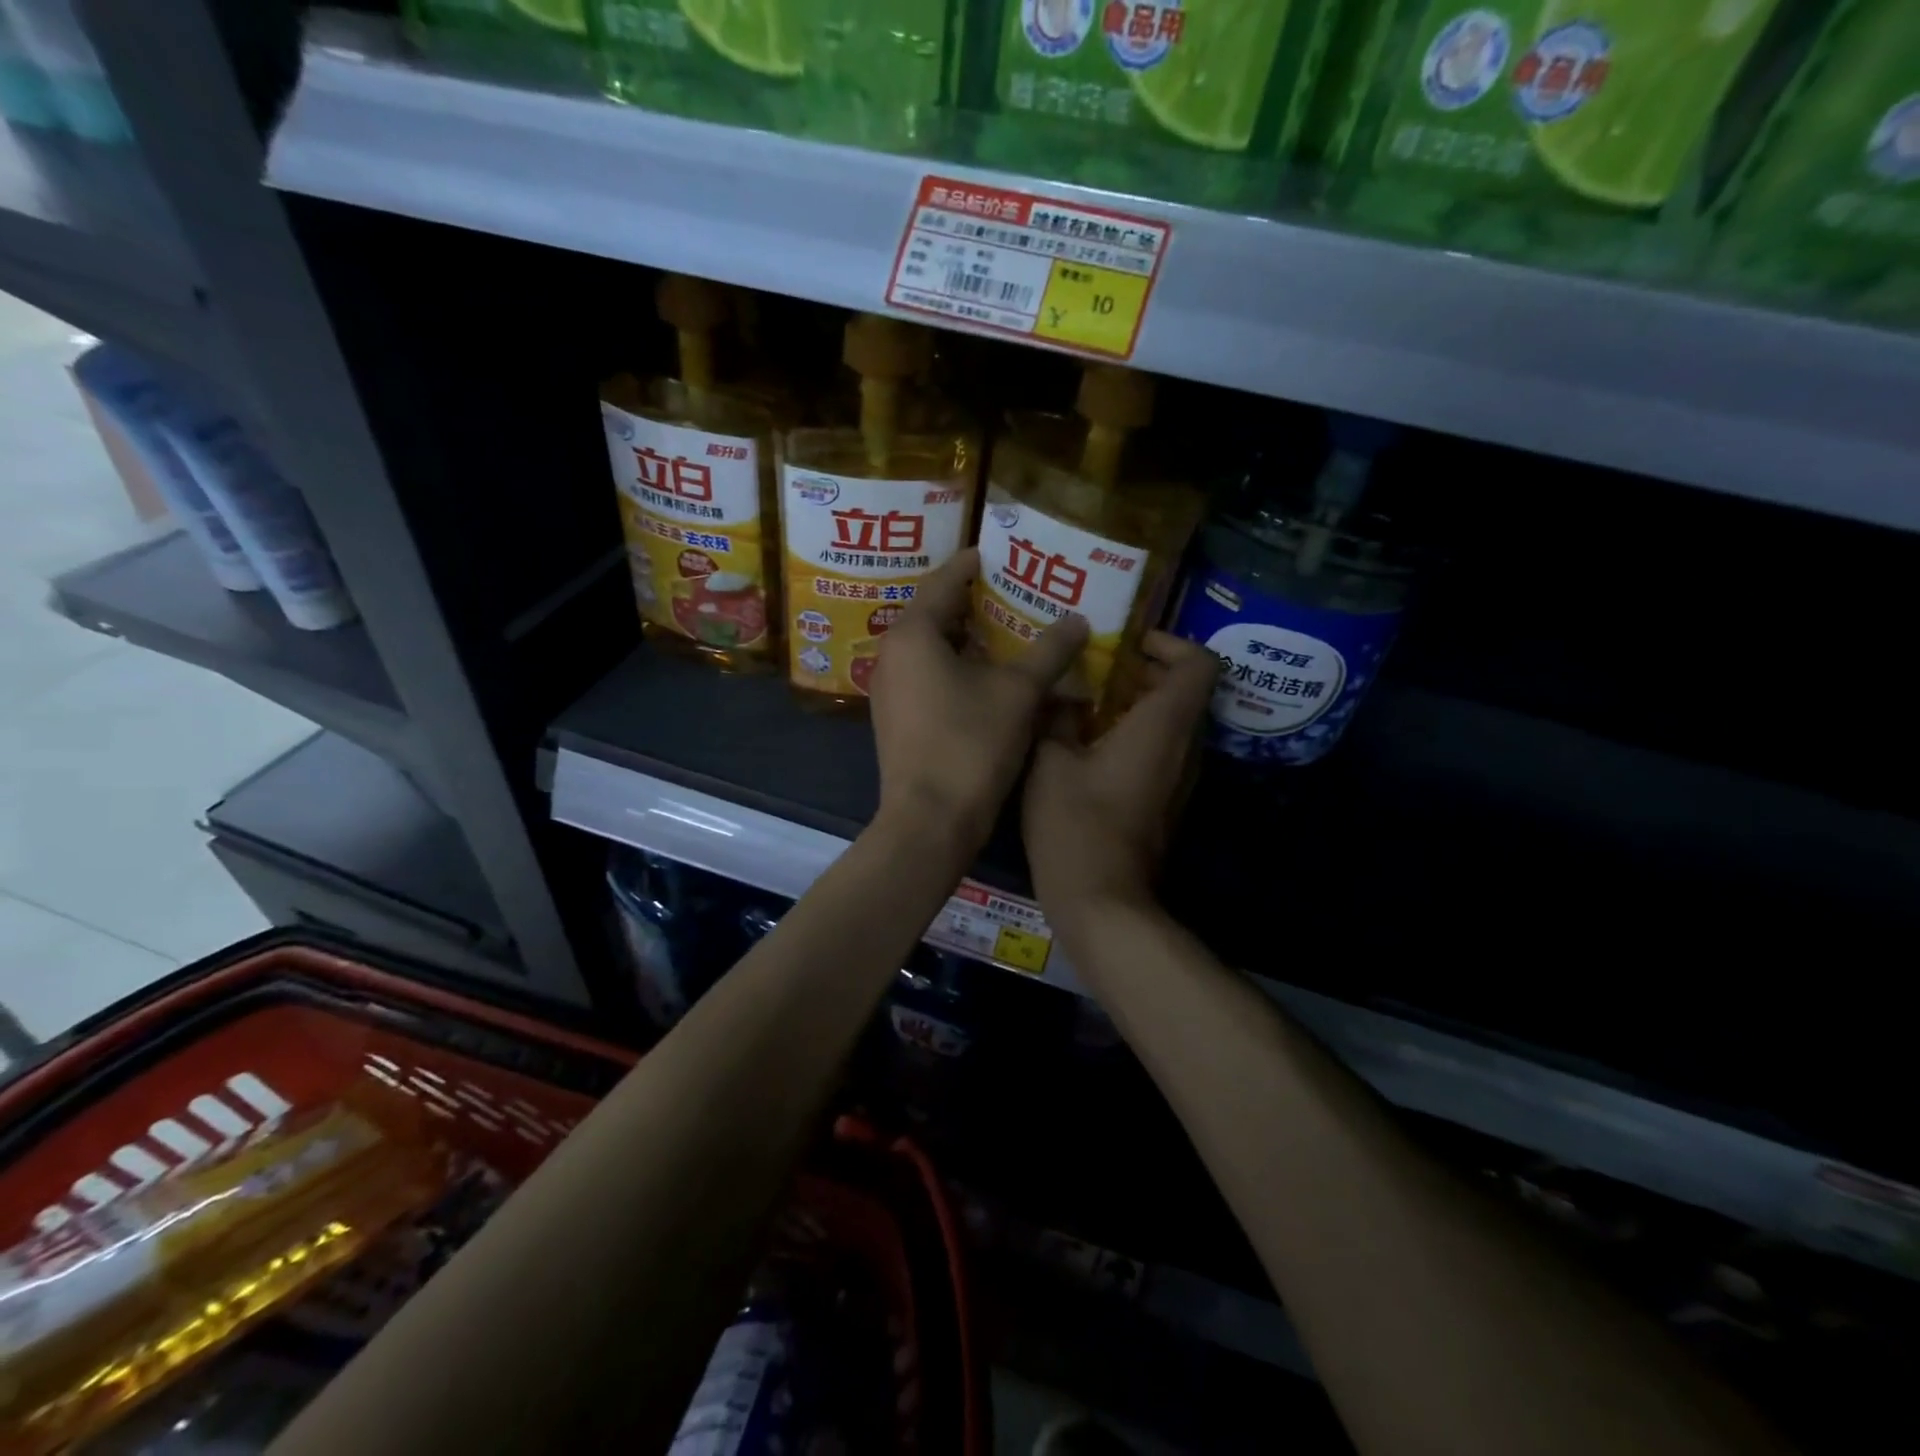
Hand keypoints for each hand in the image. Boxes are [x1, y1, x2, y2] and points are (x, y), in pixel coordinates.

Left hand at [870, 549, 1087, 849]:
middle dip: (975, 601)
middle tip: (1015, 590)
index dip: (973, 564)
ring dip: (968, 637)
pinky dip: (957, 667)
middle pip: (935, 613)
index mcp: (913, 634)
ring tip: (1009, 628)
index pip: (943, 581)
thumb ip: (1049, 650)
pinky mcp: (897, 719)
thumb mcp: (1019, 692)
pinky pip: (928, 676)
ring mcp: (890, 690)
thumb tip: (1078, 619)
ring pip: (932, 648)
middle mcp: (892, 655)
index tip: (1001, 552)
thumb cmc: (971, 745)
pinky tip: (990, 675)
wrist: (930, 821)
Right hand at [1022, 631, 1218, 927]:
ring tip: (1088, 701)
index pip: (1199, 664)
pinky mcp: (1166, 801)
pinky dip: (1136, 733)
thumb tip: (1063, 691)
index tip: (1129, 644)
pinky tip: (1089, 742)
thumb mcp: (1051, 760)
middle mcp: (1184, 748)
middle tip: (1096, 667)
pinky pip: (1162, 750)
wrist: (1100, 898)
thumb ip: (1058, 716)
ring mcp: (1179, 778)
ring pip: (1173, 722)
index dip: (1171, 643)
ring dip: (1138, 703)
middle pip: (1186, 690)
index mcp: (1163, 726)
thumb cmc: (1075, 823)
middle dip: (1145, 671)